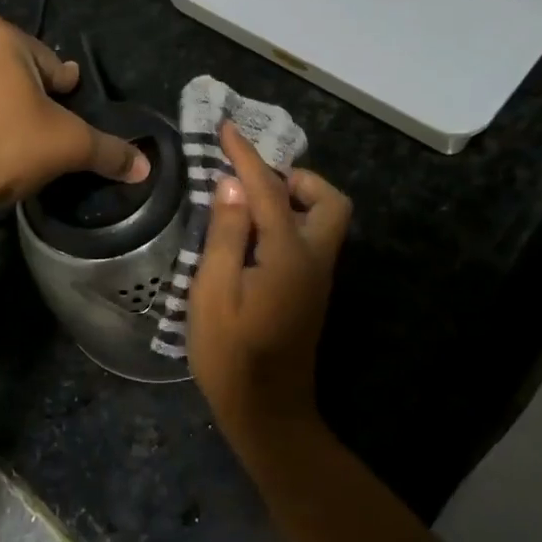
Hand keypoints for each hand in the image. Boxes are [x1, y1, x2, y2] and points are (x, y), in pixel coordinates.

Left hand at [0, 16, 149, 217]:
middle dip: (25, 97)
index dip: (63, 92)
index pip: (49, 62)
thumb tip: (144, 167)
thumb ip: (107, 151)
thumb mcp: (66, 146)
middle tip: (37, 134)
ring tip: (4, 144)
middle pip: (10, 70)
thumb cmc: (2, 147)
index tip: (65, 115)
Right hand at [188, 121, 350, 440]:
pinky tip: (252, 234)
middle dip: (296, 178)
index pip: (268, 190)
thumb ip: (226, 234)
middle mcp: (315, 259)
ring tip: (247, 202)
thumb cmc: (231, 354)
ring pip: (324, 220)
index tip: (226, 129)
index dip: (245, 156)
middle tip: (252, 180)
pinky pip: (310, 239)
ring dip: (293, 199)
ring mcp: (318, 278)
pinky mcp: (311, 292)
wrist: (266, 412)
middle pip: (328, 201)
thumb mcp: (213, 291)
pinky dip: (289, 221)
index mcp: (289, 254)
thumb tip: (232, 185)